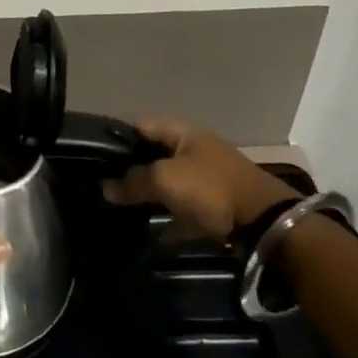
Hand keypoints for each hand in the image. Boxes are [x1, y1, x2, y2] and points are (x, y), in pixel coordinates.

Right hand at [101, 118, 300, 239]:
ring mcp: (205, 177)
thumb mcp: (166, 180)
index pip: (139, 126)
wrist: (264, 223)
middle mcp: (192, 149)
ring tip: (119, 206)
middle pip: (152, 155)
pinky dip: (167, 218)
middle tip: (102, 183)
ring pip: (166, 182)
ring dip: (147, 194)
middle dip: (129, 169)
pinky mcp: (214, 205)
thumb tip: (105, 187)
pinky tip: (149, 232)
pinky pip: (182, 209)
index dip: (115, 138)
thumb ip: (133, 181)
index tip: (93, 155)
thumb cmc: (210, 189)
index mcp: (181, 132)